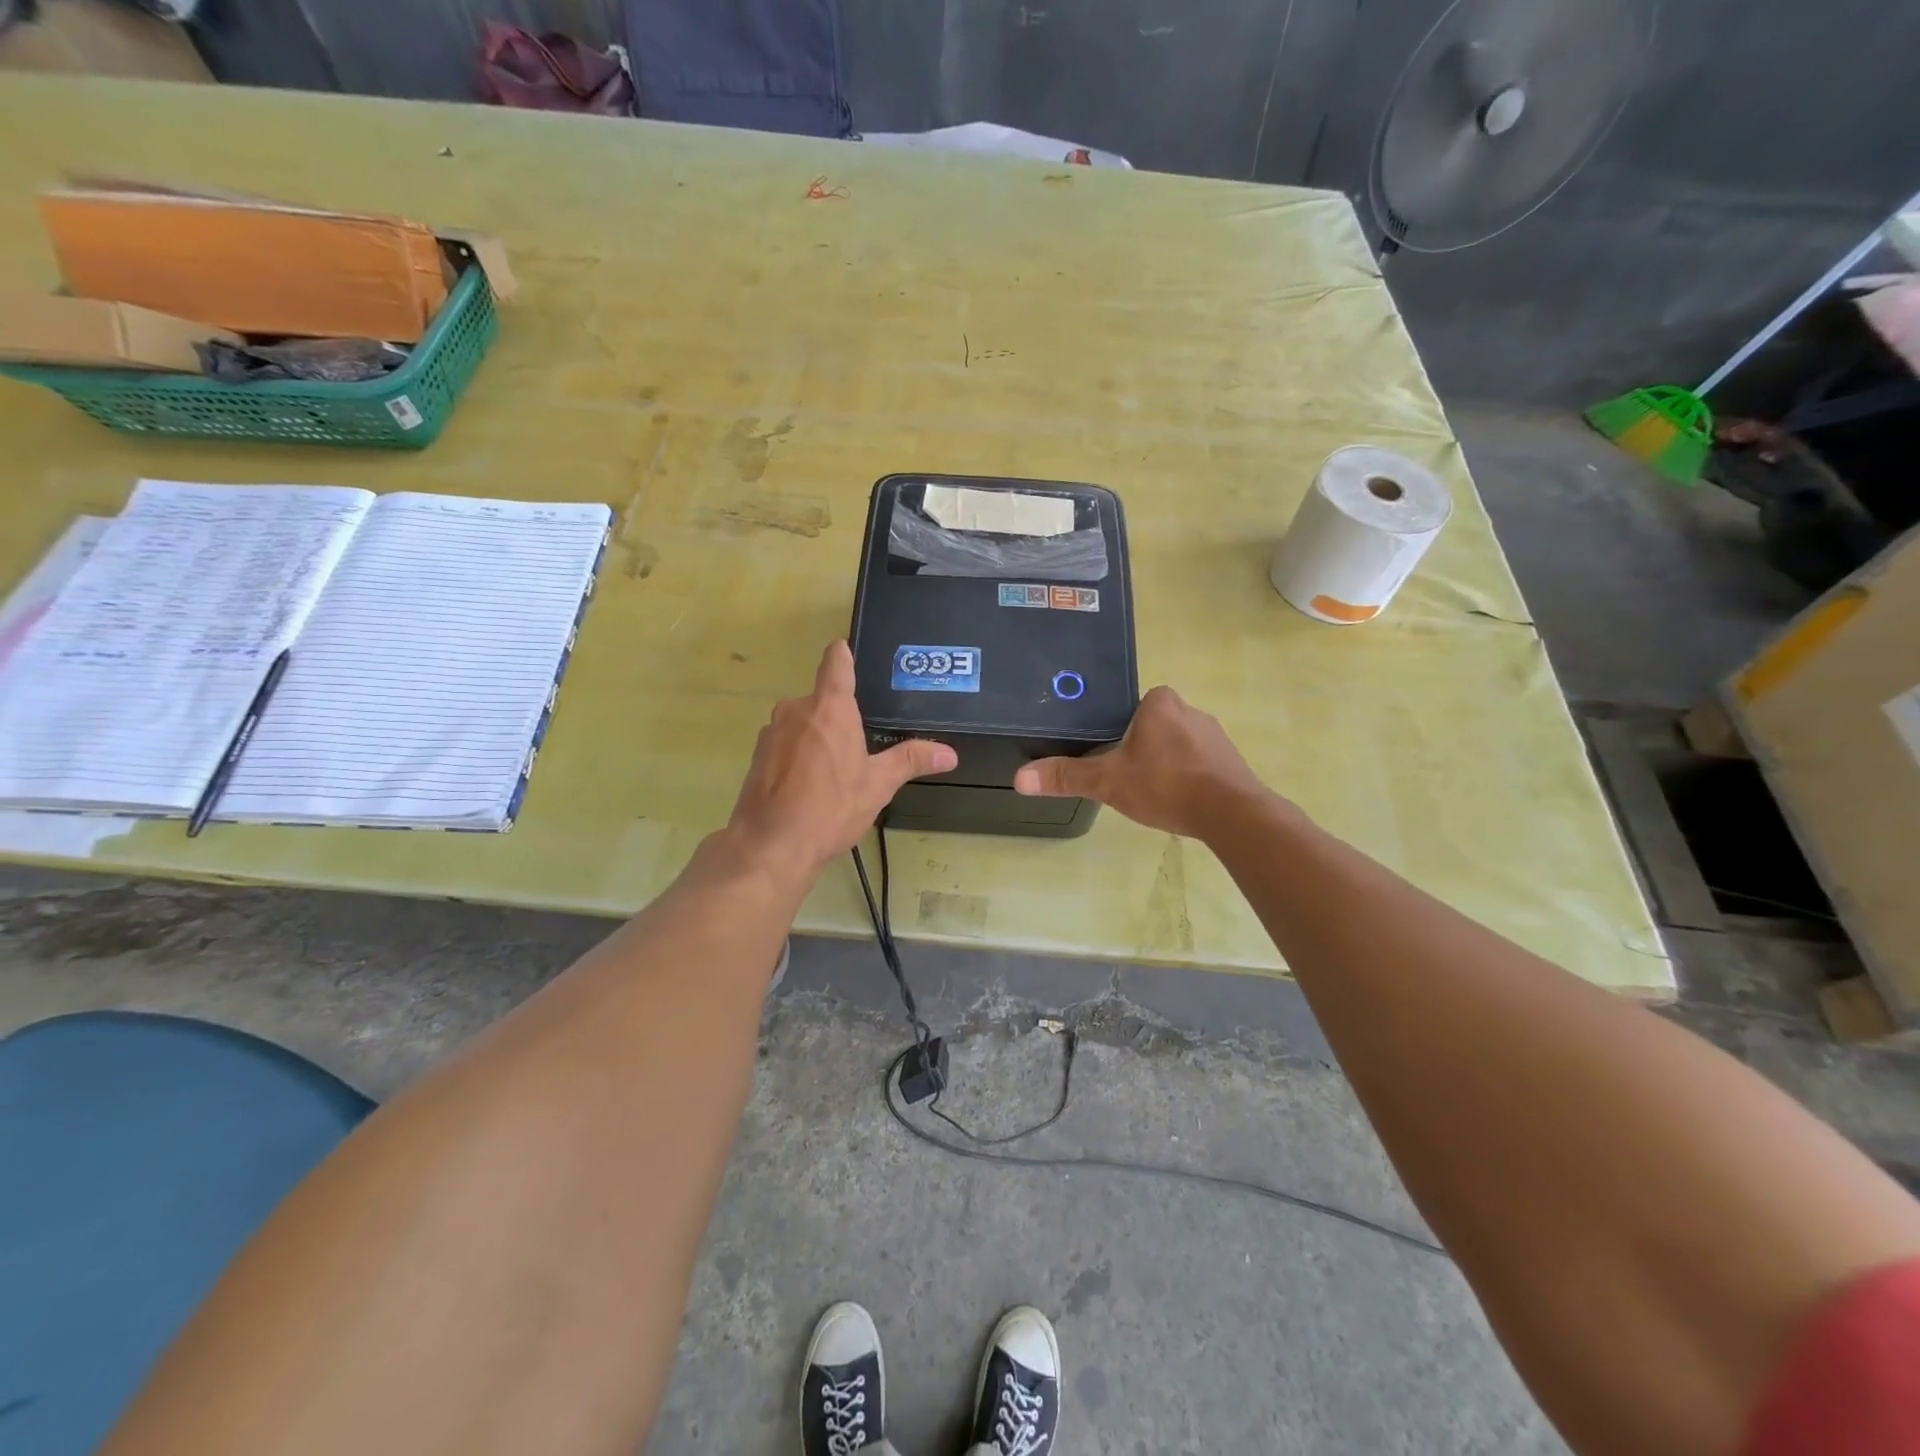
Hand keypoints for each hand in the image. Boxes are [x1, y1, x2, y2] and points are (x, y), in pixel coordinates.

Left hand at [727, 641, 955, 877]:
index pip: (836, 663)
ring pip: (802, 725)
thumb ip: (911, 760)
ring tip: (834, 774)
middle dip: (838, 718)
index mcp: (829, 708)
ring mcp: (771, 733)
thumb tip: (950, 753)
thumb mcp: (878, 785)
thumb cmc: (831, 808)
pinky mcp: (756, 757)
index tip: (848, 653)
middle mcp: (796, 710)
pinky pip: (785, 746)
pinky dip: (797, 758)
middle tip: (859, 746)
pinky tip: (808, 788)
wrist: (771, 846)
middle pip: (821, 700)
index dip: (844, 655)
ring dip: (816, 740)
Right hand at [1014, 685, 1277, 840]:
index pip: (1130, 708)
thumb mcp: (1107, 781)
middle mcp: (1191, 710)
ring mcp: (1215, 736)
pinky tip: (1178, 801)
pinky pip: (1199, 765)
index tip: (1108, 756)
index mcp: (1160, 702)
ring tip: (1151, 793)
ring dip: (1164, 766)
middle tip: (1124, 778)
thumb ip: (1066, 777)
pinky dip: (1187, 779)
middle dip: (1139, 750)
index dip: (1116, 732)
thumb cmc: (1165, 784)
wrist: (1231, 813)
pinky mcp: (1231, 761)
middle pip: (1152, 727)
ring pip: (1176, 747)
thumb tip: (1020, 778)